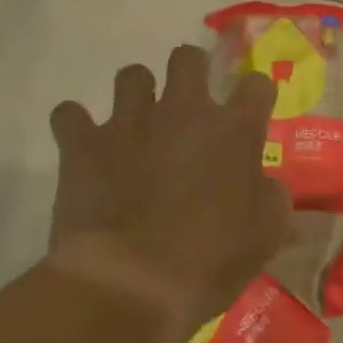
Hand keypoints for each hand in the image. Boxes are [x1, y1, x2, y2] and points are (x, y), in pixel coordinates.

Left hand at [46, 45, 290, 342]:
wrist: (131, 285)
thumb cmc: (210, 261)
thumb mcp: (266, 236)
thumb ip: (273, 199)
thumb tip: (270, 186)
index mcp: (234, 130)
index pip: (256, 84)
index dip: (256, 94)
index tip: (252, 111)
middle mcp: (184, 111)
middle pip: (188, 57)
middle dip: (191, 70)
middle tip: (190, 102)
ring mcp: (130, 122)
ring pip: (131, 75)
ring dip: (136, 93)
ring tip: (136, 122)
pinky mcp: (84, 143)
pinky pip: (69, 114)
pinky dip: (75, 126)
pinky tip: (83, 145)